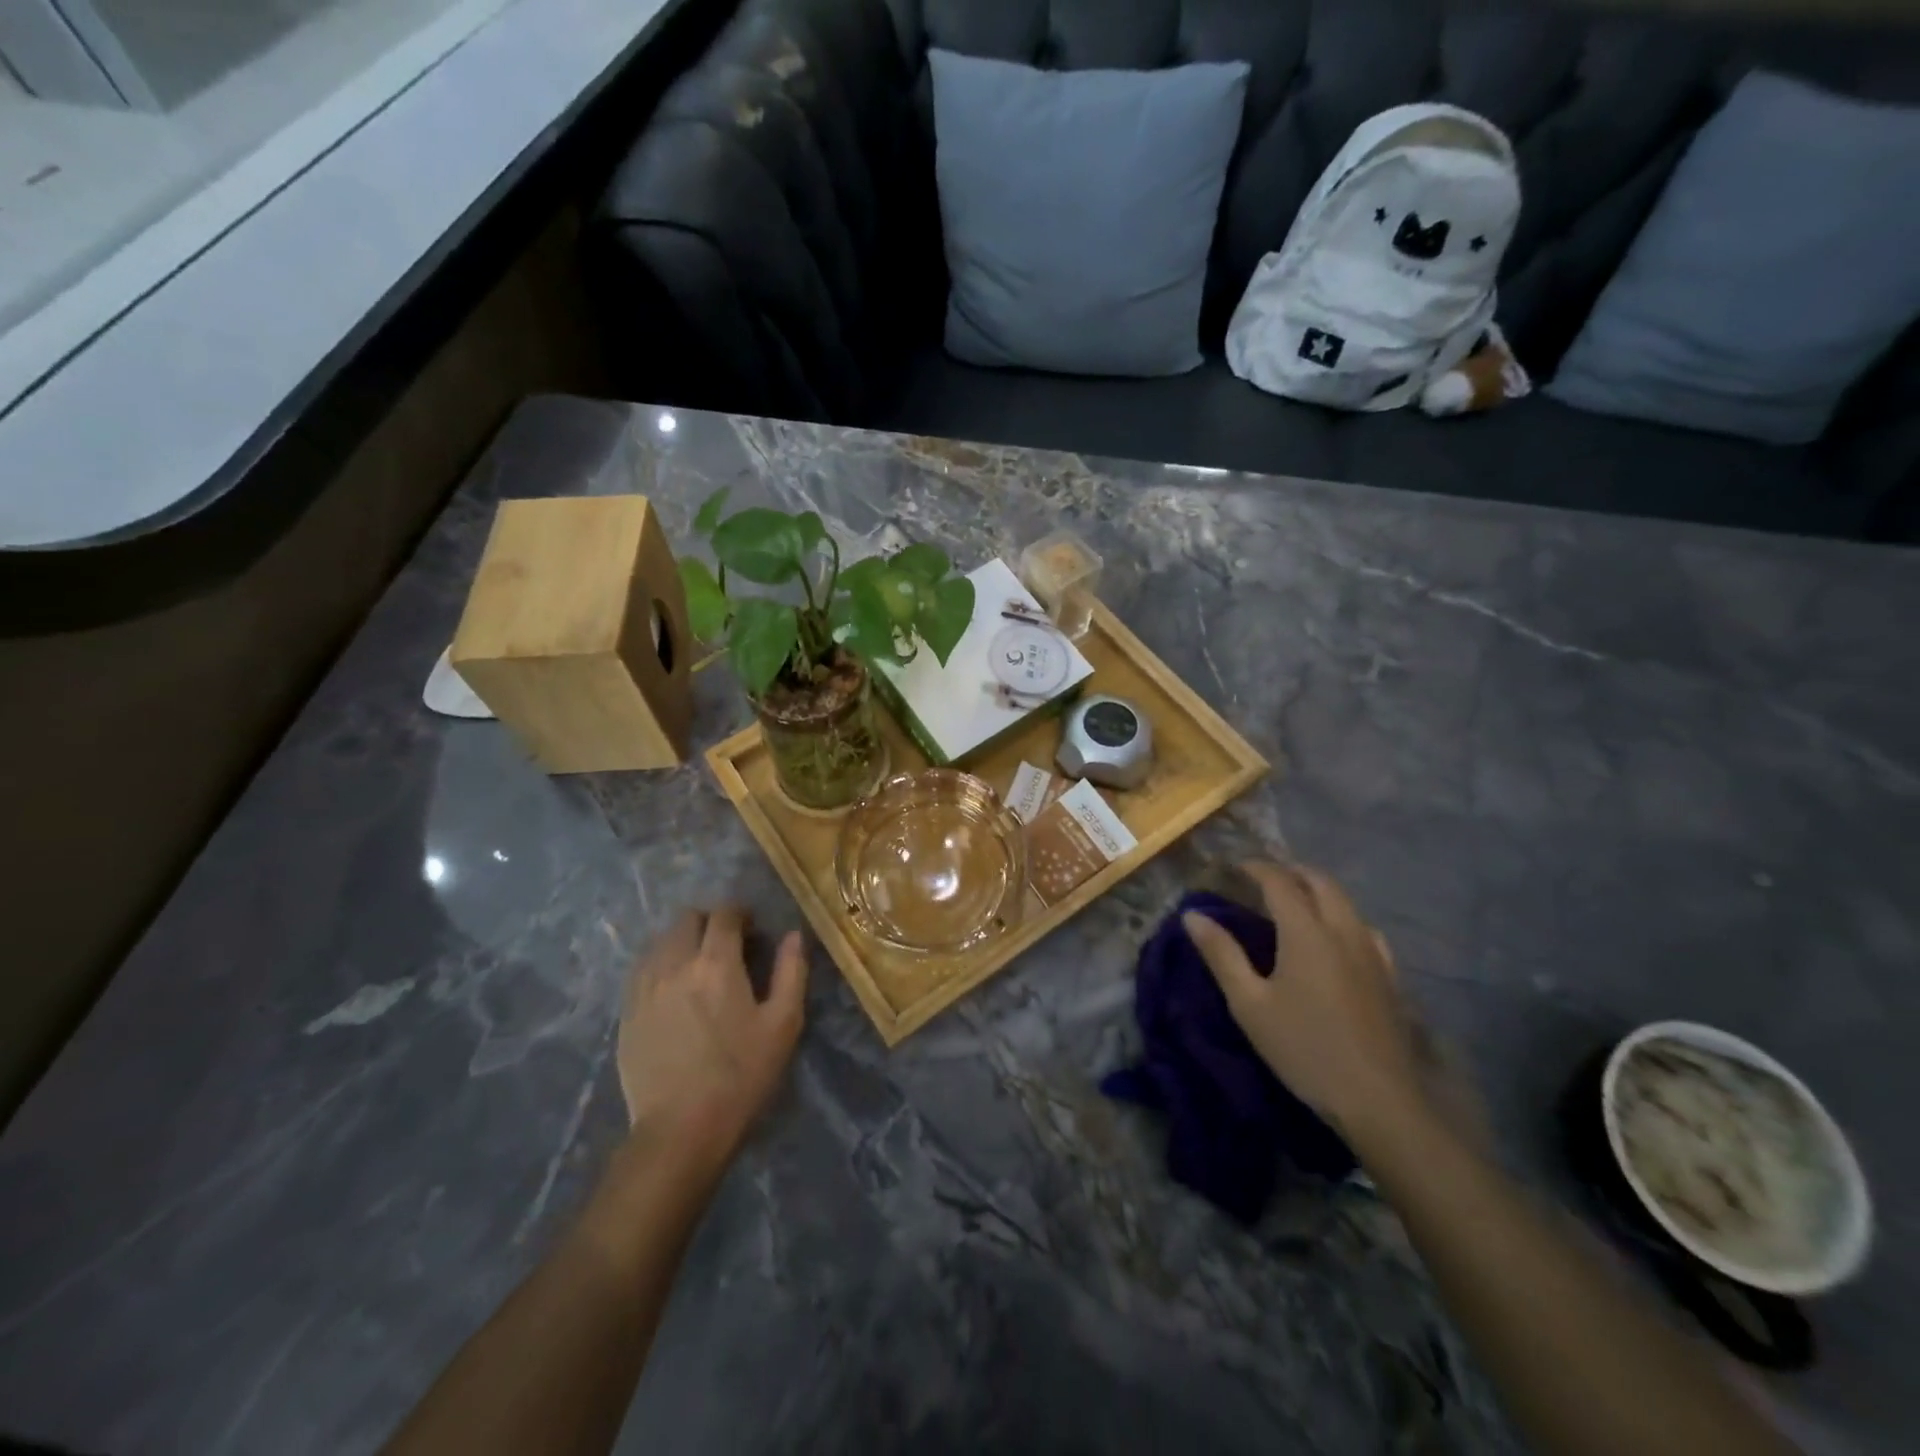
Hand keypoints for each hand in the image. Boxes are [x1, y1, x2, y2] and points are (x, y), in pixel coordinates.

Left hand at [617, 909, 807, 1161]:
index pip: (724, 915)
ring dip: (683, 940)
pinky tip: (673, 988)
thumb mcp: (783, 1024)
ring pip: (661, 941)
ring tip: (698, 965)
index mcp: (716, 963)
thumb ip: (791, 971)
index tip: (753, 929)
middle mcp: (675, 964)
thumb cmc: (741, 1076)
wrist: (680, 1130)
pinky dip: (661, 964)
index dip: (741, 914)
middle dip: (710, 922)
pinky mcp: (627, 1012)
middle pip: (687, 919)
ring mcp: (644, 988)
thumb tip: (793, 935)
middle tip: (727, 944)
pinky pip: (642, 969)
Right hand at [1183, 862, 1420, 1134]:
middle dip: (1292, 871)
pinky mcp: (1390, 976)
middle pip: (1321, 883)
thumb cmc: (1304, 1048)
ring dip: (1319, 890)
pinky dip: (1344, 917)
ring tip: (1297, 900)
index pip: (1280, 882)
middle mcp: (1343, 931)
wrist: (1379, 1099)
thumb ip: (1221, 955)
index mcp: (1306, 932)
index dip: (1257, 868)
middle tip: (1265, 875)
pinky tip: (1338, 937)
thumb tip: (1192, 916)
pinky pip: (1366, 929)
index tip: (1236, 866)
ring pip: (1347, 903)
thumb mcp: (1249, 1004)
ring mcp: (1372, 953)